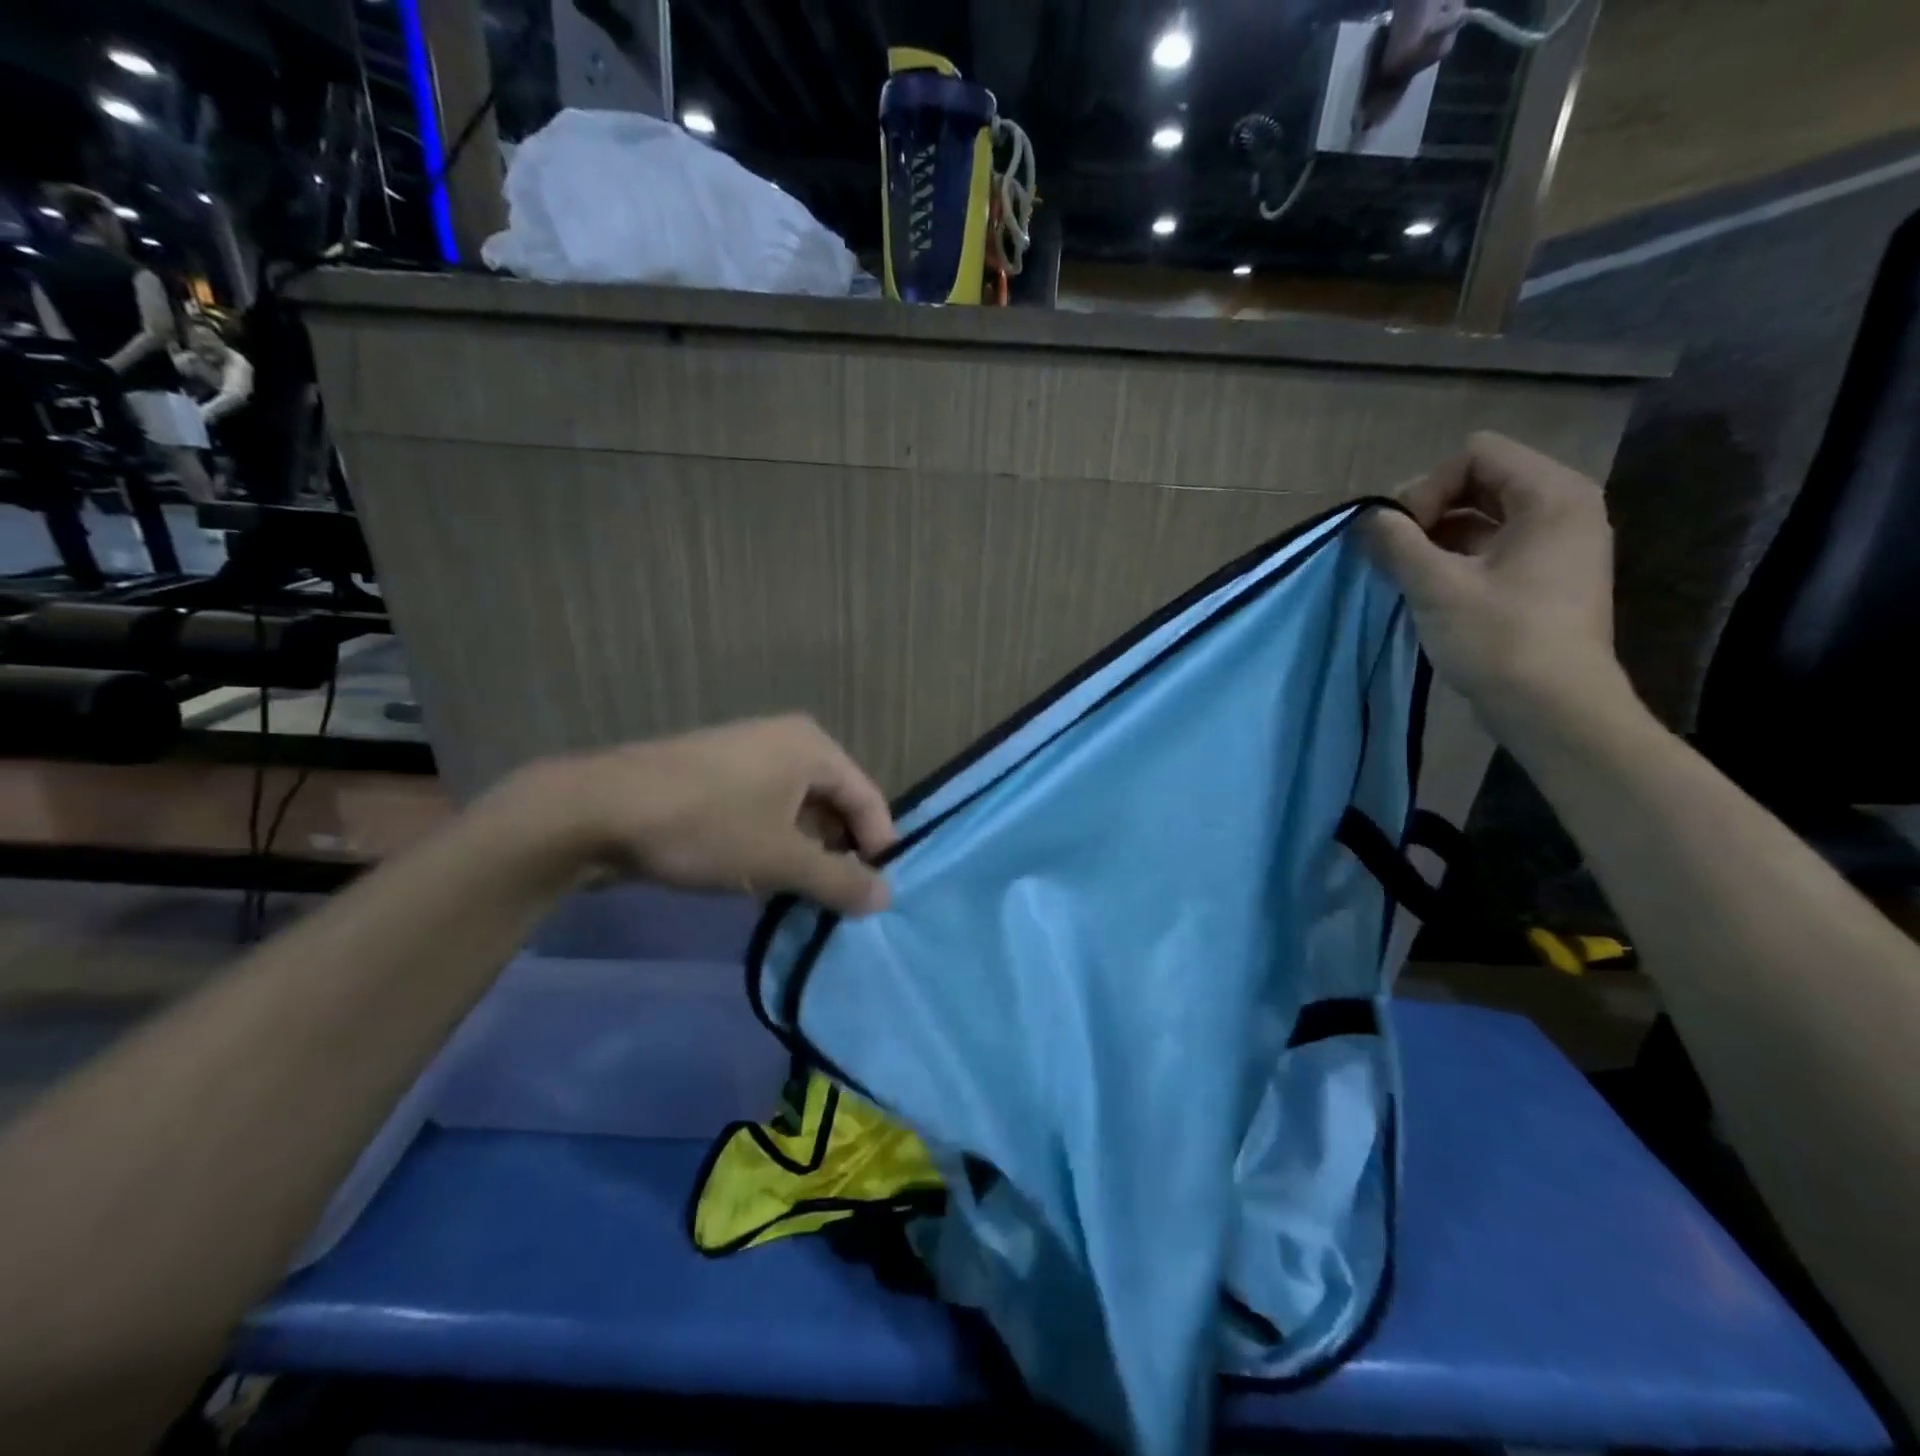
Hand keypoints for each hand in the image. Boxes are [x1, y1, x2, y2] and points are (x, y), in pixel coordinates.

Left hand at [515, 715, 896, 915]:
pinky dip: (774, 845)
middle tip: (842, 903)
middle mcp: (786, 742)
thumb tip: (886, 897)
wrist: (599, 811)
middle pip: (834, 804)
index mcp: (812, 747)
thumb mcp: (781, 860)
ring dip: (806, 855)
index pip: (867, 798)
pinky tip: (765, 882)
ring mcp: (747, 757)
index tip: (878, 895)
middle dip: (840, 853)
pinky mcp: (716, 779)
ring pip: (797, 812)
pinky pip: (764, 813)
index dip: (878, 847)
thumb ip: (840, 880)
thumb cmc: (707, 826)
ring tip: (806, 899)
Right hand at [1364, 432, 1627, 730]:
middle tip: (1396, 554)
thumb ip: (1396, 542)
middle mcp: (1563, 509)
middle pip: (1478, 481)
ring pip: (1481, 517)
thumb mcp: (1437, 586)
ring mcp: (1556, 545)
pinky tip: (1427, 591)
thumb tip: (1366, 517)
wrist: (1554, 709)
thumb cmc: (1501, 639)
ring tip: (1406, 575)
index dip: (1429, 487)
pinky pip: (1491, 547)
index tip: (1405, 537)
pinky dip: (1454, 559)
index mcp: (1552, 496)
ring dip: (1435, 539)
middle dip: (1428, 511)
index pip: (1476, 454)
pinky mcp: (1544, 578)